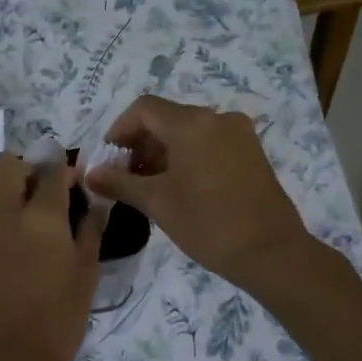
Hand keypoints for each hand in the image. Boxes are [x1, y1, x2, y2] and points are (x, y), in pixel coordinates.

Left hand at [0, 153, 103, 360]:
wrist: (9, 358)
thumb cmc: (59, 319)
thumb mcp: (87, 274)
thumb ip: (91, 230)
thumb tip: (97, 202)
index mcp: (44, 218)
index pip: (52, 169)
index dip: (64, 168)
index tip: (71, 181)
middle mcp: (5, 214)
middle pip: (5, 163)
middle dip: (25, 167)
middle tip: (37, 190)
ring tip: (11, 206)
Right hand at [83, 96, 315, 292]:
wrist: (270, 252)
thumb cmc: (208, 224)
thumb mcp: (157, 203)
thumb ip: (119, 183)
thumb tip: (91, 174)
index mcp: (192, 123)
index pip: (143, 109)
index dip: (118, 130)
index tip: (107, 160)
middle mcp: (217, 118)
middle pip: (166, 118)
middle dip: (139, 144)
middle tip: (123, 177)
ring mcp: (239, 134)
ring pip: (188, 132)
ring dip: (162, 152)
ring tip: (148, 187)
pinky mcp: (251, 152)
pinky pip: (209, 144)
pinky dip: (187, 157)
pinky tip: (178, 188)